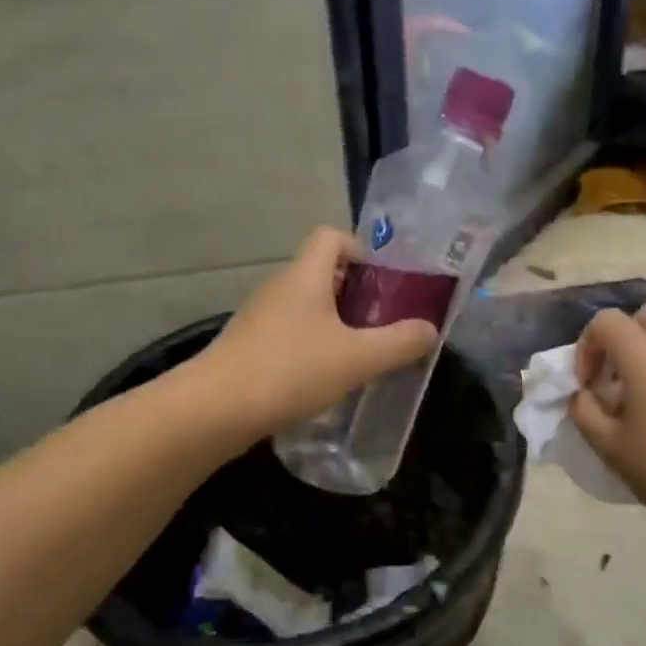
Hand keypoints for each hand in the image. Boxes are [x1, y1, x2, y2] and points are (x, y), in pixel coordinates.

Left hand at [191, 227, 438, 442]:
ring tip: (358, 356)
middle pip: (321, 272)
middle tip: (380, 326)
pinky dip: (311, 346)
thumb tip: (429, 330)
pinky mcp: (248, 346)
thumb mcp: (358, 358)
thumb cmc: (292, 371)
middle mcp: (279, 287)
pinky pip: (289, 333)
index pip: (331, 236)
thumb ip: (400, 343)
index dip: (360, 250)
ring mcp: (259, 317)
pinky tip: (323, 379)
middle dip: (355, 294)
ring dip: (333, 324)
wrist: (216, 409)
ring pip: (305, 306)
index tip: (382, 284)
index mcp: (305, 276)